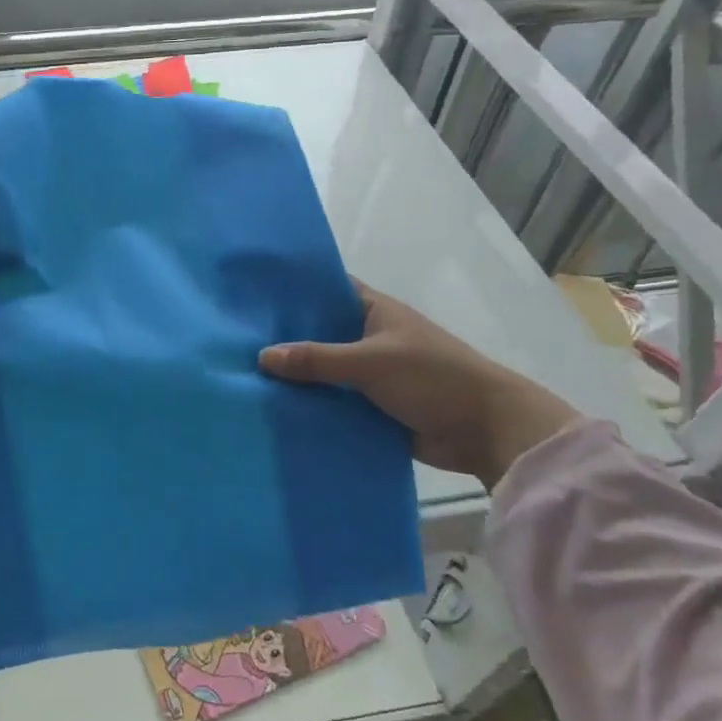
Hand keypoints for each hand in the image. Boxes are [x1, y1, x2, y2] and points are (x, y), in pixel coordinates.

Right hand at [258, 280, 578, 487]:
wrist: (485, 430)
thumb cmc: (432, 377)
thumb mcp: (370, 362)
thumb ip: (317, 359)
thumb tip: (261, 357)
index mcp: (373, 310)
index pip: (327, 290)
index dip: (294, 291)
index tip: (252, 295)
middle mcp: (368, 337)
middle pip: (319, 334)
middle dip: (285, 339)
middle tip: (236, 342)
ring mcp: (370, 374)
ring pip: (324, 371)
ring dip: (296, 378)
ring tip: (244, 378)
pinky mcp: (372, 407)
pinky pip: (334, 402)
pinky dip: (312, 406)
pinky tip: (276, 410)